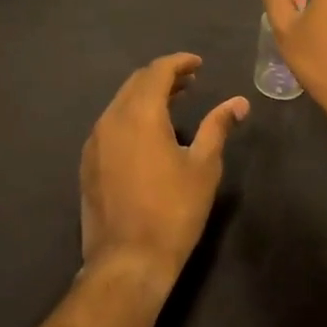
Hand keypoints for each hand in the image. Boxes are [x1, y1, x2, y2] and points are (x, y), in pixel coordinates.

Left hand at [79, 54, 248, 293]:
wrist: (127, 263)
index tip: (199, 64)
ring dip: (146, 96)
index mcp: (140, 113)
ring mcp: (95, 141)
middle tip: (190, 82)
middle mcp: (112, 119)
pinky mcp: (88, 163)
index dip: (179, 62)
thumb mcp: (204, 167)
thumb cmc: (173, 212)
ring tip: (173, 103)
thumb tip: (238, 102)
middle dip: (163, 76)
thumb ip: (218, 127)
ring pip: (121, 102)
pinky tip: (148, 134)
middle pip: (136, 82)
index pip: (158, 71)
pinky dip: (131, 116)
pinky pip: (111, 124)